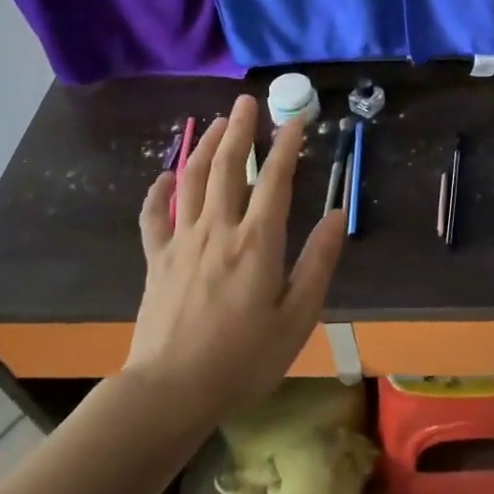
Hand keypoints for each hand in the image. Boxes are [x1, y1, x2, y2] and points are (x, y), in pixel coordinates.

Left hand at [128, 95, 344, 421]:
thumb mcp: (297, 317)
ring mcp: (182, 242)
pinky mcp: (157, 260)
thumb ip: (318, 262)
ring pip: (192, 180)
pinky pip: (154, 216)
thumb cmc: (243, 358)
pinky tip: (165, 175)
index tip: (296, 119)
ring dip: (205, 147)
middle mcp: (219, 230)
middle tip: (246, 101)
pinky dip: (159, 191)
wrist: (171, 391)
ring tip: (216, 123)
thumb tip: (339, 215)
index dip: (287, 146)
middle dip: (239, 130)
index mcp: (257, 242)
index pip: (276, 181)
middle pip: (228, 167)